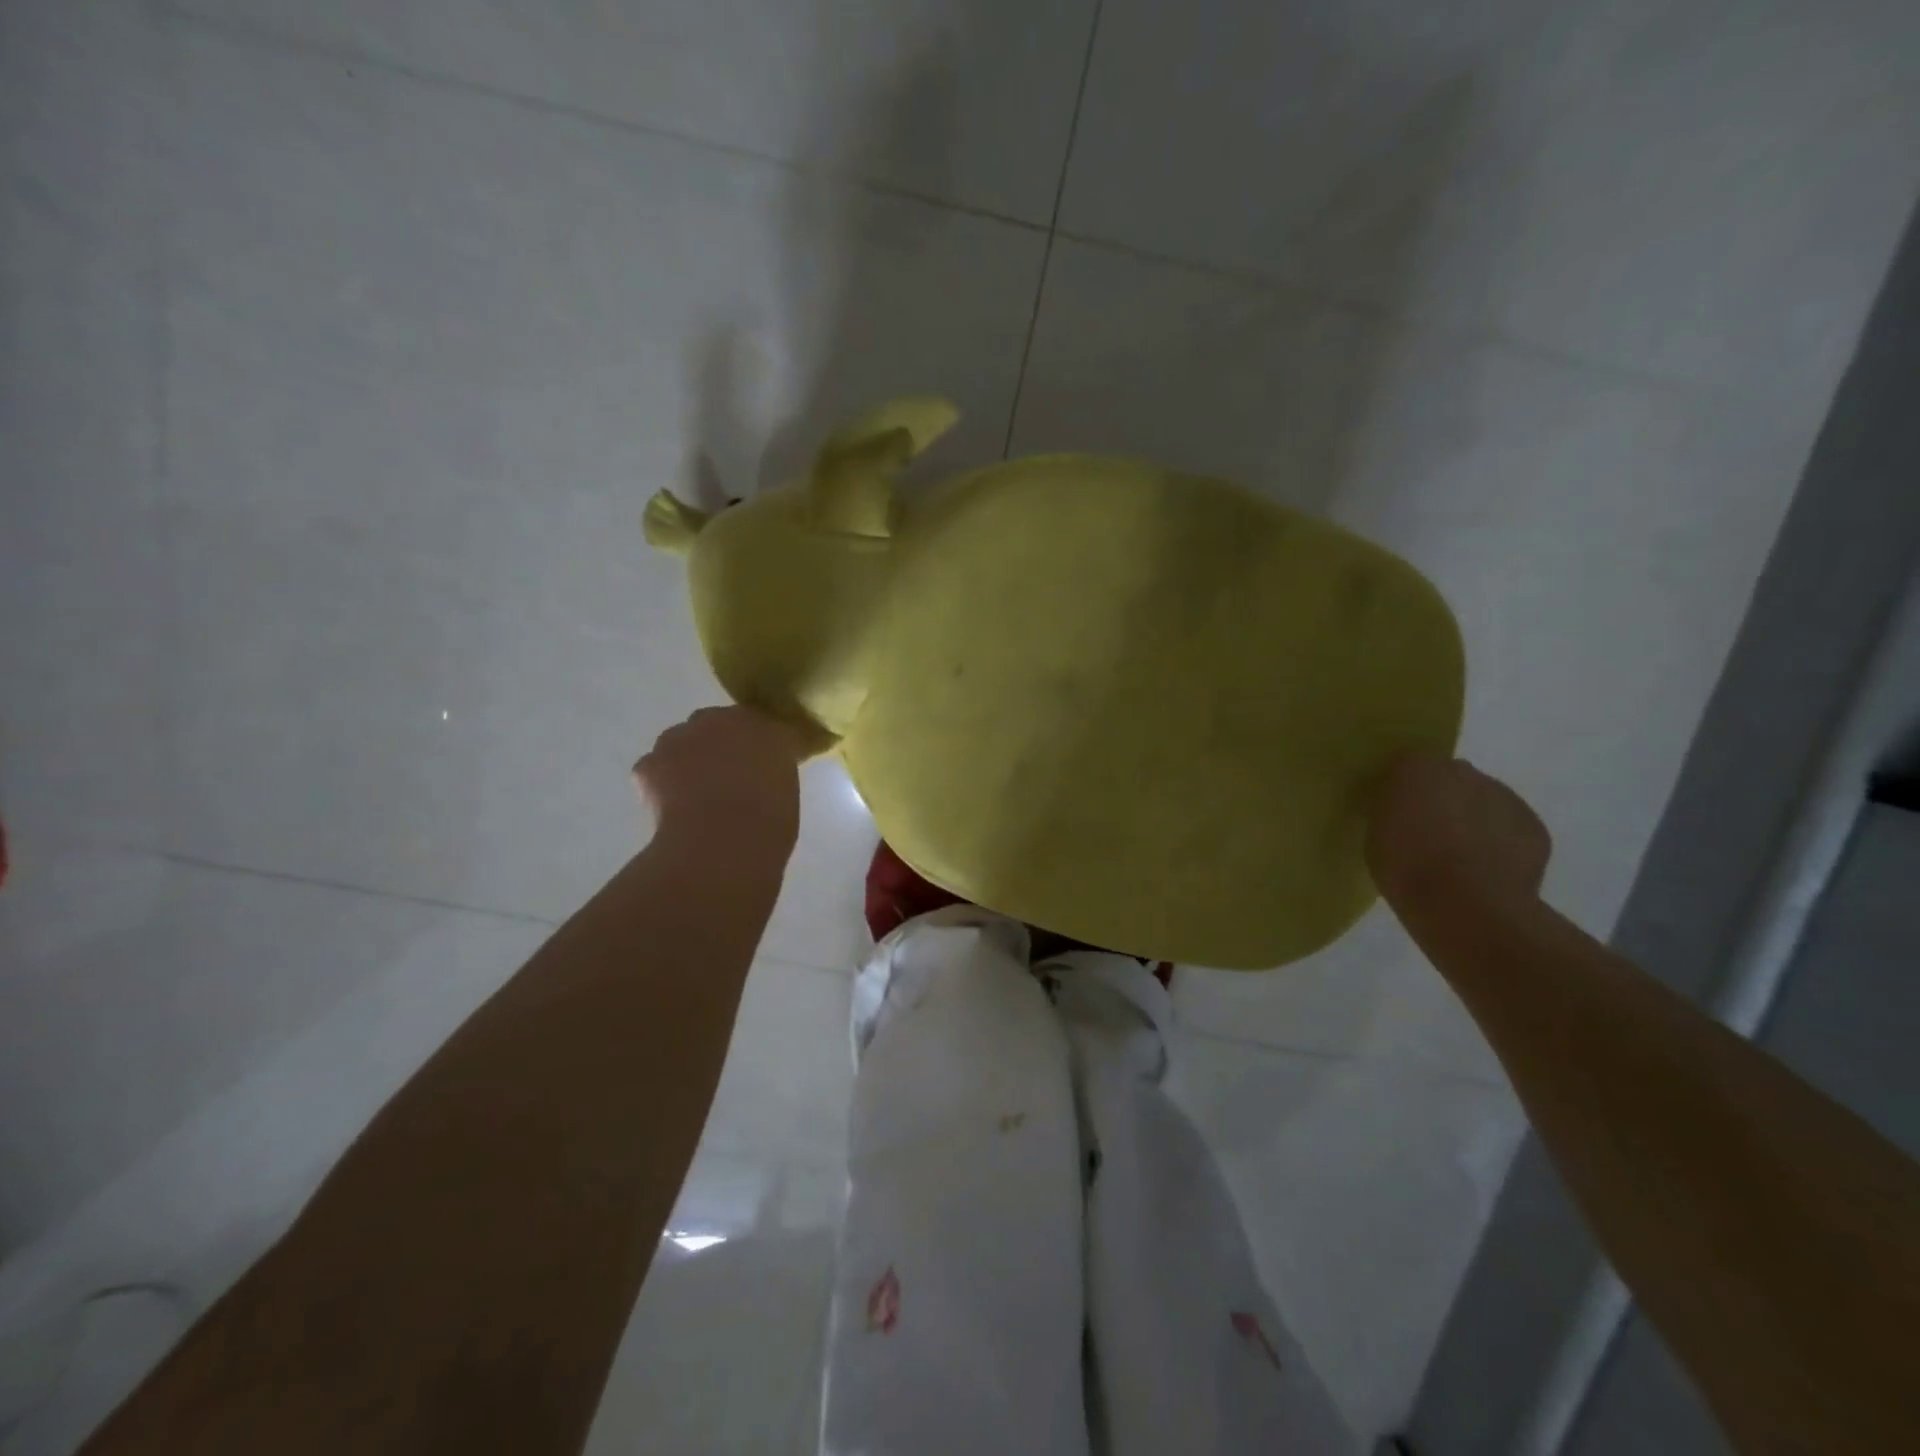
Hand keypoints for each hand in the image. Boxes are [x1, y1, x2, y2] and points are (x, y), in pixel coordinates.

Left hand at [632, 706, 804, 842]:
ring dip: (687, 760)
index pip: (760, 727)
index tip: (759, 769)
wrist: (722, 841)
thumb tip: (760, 778)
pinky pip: (655, 768)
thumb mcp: (786, 790)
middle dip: (718, 746)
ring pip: (681, 742)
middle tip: (726, 779)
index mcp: (762, 725)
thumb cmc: (768, 820)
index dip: (756, 747)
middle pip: (716, 725)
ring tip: (695, 796)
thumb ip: (771, 772)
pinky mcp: (649, 762)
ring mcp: (680, 738)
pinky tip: (672, 807)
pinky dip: (660, 784)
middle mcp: (719, 721)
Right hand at [1366, 753, 1550, 909]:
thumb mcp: (1376, 835)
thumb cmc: (1406, 868)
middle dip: (1442, 800)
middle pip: (1450, 779)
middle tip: (1428, 834)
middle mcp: (1464, 772)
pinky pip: (1509, 828)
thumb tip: (1405, 812)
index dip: (1403, 790)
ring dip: (1473, 820)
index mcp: (1417, 769)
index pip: (1407, 767)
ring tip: (1460, 859)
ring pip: (1484, 802)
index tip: (1398, 813)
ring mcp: (1505, 797)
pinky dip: (1500, 843)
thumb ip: (1392, 813)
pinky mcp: (1535, 827)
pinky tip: (1487, 871)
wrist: (1467, 905)